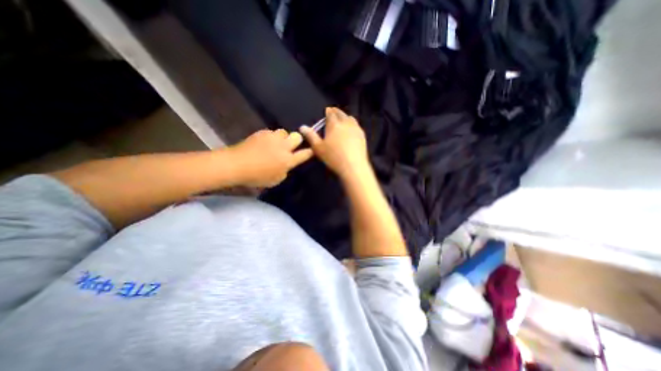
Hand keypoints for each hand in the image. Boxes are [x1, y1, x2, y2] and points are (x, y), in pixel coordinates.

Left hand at [229, 130, 312, 185]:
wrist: (236, 165)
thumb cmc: (257, 177)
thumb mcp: (275, 180)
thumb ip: (285, 171)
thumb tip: (286, 164)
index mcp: (288, 160)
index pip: (304, 154)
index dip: (310, 152)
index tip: (312, 150)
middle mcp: (283, 147)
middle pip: (297, 137)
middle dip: (297, 140)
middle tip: (291, 146)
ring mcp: (272, 138)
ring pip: (284, 132)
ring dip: (283, 138)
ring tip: (275, 143)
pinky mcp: (262, 133)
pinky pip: (271, 132)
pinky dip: (271, 137)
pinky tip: (264, 143)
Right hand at [301, 105, 371, 180]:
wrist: (353, 166)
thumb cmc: (333, 157)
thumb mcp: (318, 148)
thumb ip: (310, 136)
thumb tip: (302, 127)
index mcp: (334, 124)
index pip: (330, 113)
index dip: (328, 111)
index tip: (327, 111)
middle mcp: (346, 123)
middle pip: (341, 114)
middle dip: (336, 112)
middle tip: (333, 112)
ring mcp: (355, 128)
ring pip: (350, 118)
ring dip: (345, 117)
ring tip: (342, 119)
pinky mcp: (362, 135)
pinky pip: (357, 125)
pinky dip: (353, 124)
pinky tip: (352, 129)